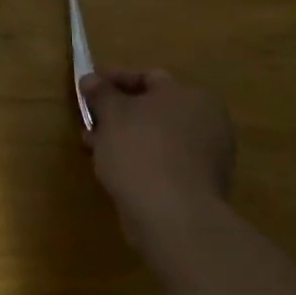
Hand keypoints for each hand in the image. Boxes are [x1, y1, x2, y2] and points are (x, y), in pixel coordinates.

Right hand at [82, 69, 235, 254]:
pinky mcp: (199, 187)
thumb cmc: (141, 150)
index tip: (88, 87)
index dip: (114, 79)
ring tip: (94, 144)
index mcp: (192, 96)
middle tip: (90, 117)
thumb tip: (90, 79)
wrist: (172, 216)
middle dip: (118, 112)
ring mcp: (207, 157)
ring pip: (156, 137)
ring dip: (125, 137)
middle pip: (154, 109)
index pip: (148, 78)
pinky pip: (163, 162)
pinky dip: (139, 160)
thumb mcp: (112, 114)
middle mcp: (207, 122)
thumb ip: (101, 93)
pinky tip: (114, 168)